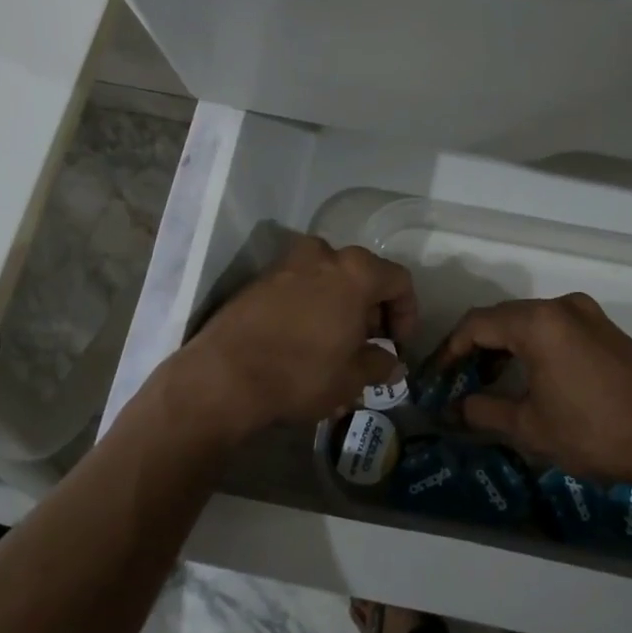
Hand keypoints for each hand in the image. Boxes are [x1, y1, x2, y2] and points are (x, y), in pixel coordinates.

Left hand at [164, 236, 416, 442]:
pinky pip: (300, 285)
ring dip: (340, 306)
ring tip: (335, 343)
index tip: (398, 344)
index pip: (399, 281)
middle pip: (363, 275)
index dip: (407, 313)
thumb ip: (380, 364)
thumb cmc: (301, 373)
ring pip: (328, 278)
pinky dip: (311, 305)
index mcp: (355, 271)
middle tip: (368, 345)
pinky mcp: (260, 279)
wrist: (224, 376)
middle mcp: (323, 255)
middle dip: (371, 309)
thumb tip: (394, 364)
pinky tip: (304, 339)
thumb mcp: (351, 378)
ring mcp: (287, 263)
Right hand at [438, 293, 631, 490]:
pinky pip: (556, 328)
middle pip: (503, 318)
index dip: (450, 350)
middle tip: (457, 381)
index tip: (436, 377)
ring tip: (488, 381)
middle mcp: (561, 306)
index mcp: (538, 322)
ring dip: (504, 347)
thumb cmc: (593, 432)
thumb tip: (453, 409)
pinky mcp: (606, 329)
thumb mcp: (530, 427)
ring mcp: (587, 314)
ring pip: (530, 322)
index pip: (477, 324)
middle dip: (475, 348)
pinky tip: (529, 376)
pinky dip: (533, 346)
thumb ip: (484, 411)